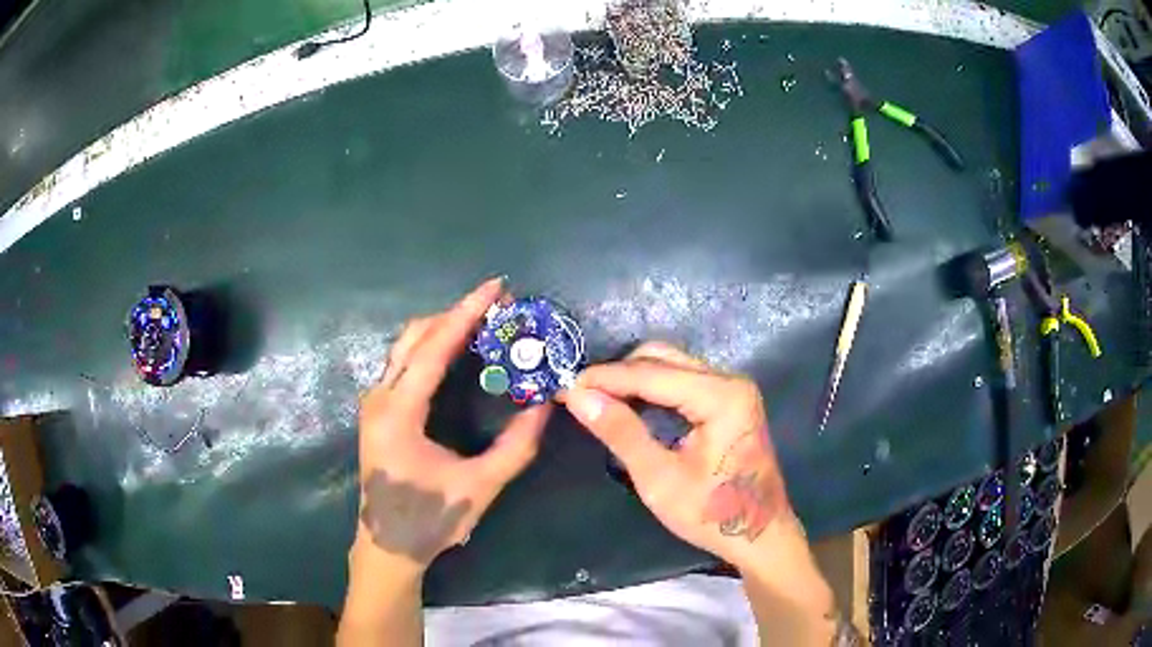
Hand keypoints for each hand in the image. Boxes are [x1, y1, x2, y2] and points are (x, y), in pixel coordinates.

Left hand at [353, 278, 551, 572]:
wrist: (388, 545)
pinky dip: (431, 348)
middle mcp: (379, 398)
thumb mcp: (480, 487)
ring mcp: (374, 403)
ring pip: (405, 347)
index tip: (496, 287)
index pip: (433, 349)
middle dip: (455, 315)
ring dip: (442, 329)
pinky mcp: (378, 411)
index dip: (466, 314)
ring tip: (482, 323)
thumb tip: (545, 405)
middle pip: (414, 337)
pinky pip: (403, 364)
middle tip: (496, 306)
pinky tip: (456, 352)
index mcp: (398, 413)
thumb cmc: (430, 519)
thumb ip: (516, 446)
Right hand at [562, 342, 796, 568]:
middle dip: (618, 374)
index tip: (564, 386)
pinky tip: (629, 405)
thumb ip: (621, 432)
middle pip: (663, 358)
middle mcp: (730, 381)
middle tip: (580, 395)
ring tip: (596, 399)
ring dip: (633, 379)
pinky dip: (652, 389)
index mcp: (721, 396)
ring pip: (672, 366)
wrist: (761, 536)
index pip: (651, 373)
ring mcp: (733, 389)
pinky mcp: (730, 401)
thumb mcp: (660, 479)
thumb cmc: (713, 515)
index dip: (604, 378)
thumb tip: (578, 396)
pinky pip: (683, 381)